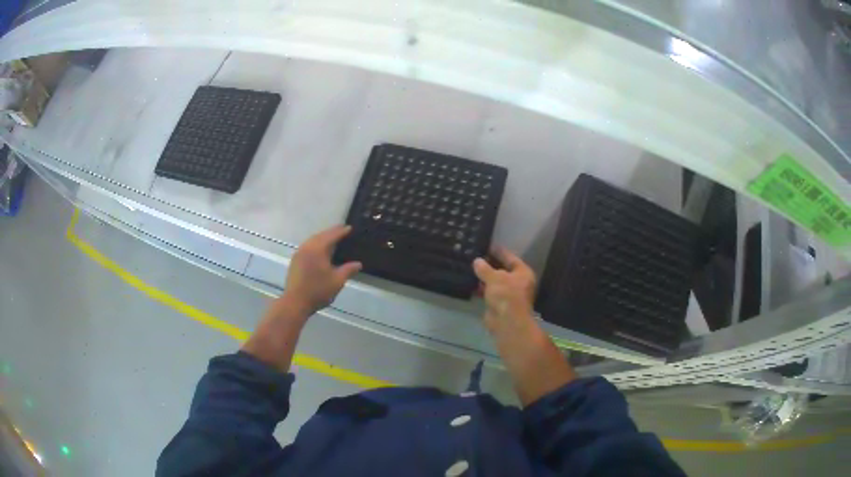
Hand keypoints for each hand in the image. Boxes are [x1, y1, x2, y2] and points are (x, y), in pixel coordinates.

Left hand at [278, 225, 361, 319]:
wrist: (295, 302)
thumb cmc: (318, 291)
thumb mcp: (337, 281)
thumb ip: (348, 270)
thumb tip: (358, 264)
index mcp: (318, 249)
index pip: (332, 235)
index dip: (342, 231)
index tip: (350, 228)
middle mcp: (307, 247)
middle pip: (321, 235)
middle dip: (332, 232)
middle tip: (342, 231)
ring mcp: (299, 253)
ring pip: (313, 240)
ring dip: (323, 238)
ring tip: (333, 239)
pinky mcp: (295, 260)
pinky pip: (308, 246)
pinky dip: (316, 244)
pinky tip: (320, 251)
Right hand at [473, 247, 536, 334]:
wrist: (507, 322)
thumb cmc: (506, 295)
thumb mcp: (495, 278)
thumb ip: (485, 268)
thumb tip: (477, 261)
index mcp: (523, 273)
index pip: (511, 258)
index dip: (499, 252)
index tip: (488, 245)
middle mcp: (518, 283)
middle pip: (503, 270)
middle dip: (490, 265)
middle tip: (476, 256)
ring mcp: (509, 295)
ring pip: (495, 283)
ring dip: (484, 278)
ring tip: (470, 268)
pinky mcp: (499, 305)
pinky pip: (489, 293)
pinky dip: (482, 289)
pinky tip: (470, 283)